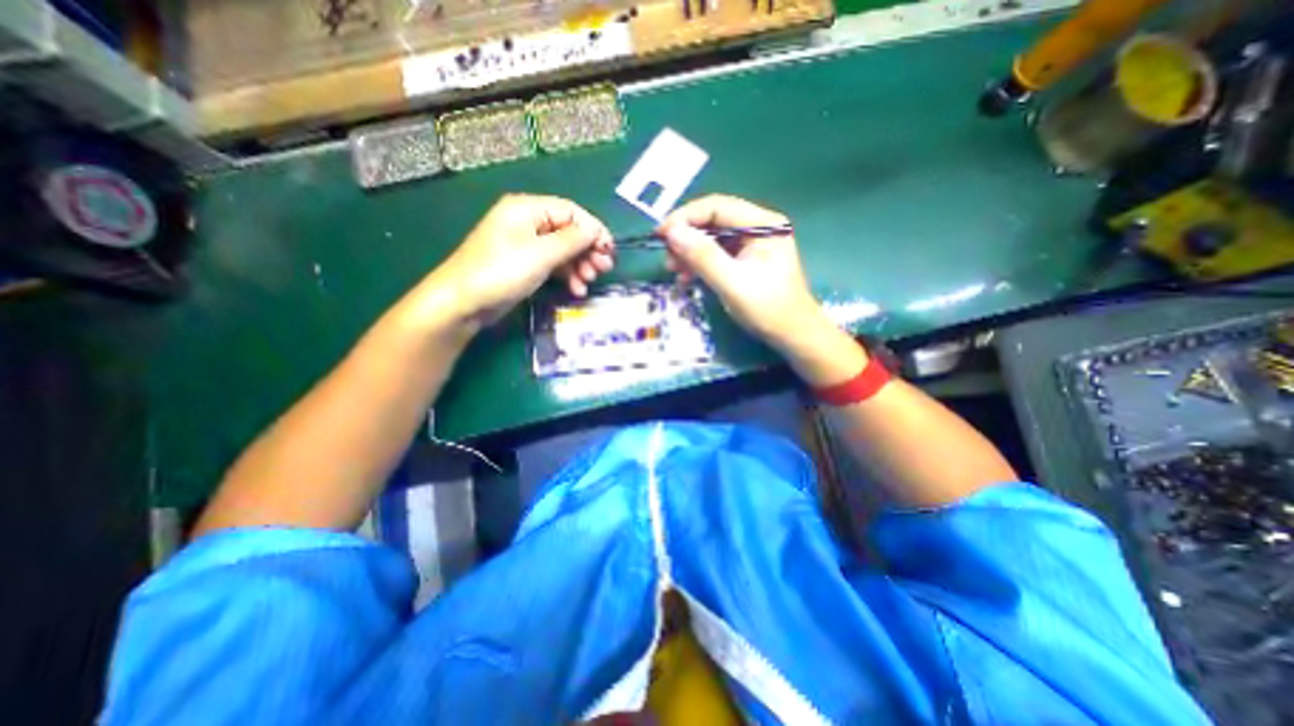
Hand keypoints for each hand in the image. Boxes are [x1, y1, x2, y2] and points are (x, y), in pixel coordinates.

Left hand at [415, 193, 615, 328]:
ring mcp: (525, 244)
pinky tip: (576, 289)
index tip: (610, 251)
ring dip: (579, 265)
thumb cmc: (502, 272)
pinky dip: (567, 274)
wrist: (463, 301)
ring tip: (589, 282)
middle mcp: (528, 222)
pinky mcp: (525, 264)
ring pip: (563, 249)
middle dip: (588, 250)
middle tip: (603, 269)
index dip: (594, 230)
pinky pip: (553, 264)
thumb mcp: (541, 254)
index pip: (572, 212)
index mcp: (528, 209)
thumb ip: (572, 240)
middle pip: (569, 231)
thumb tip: (595, 232)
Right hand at [660, 193, 863, 385]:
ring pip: (712, 237)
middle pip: (713, 220)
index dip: (685, 217)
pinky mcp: (745, 258)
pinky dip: (699, 263)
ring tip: (674, 270)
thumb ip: (703, 257)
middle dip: (686, 237)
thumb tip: (672, 232)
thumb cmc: (768, 310)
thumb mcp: (733, 283)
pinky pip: (716, 253)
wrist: (792, 336)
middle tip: (666, 258)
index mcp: (763, 224)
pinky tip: (687, 277)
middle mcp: (758, 226)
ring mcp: (752, 243)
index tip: (660, 235)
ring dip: (690, 251)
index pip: (717, 207)